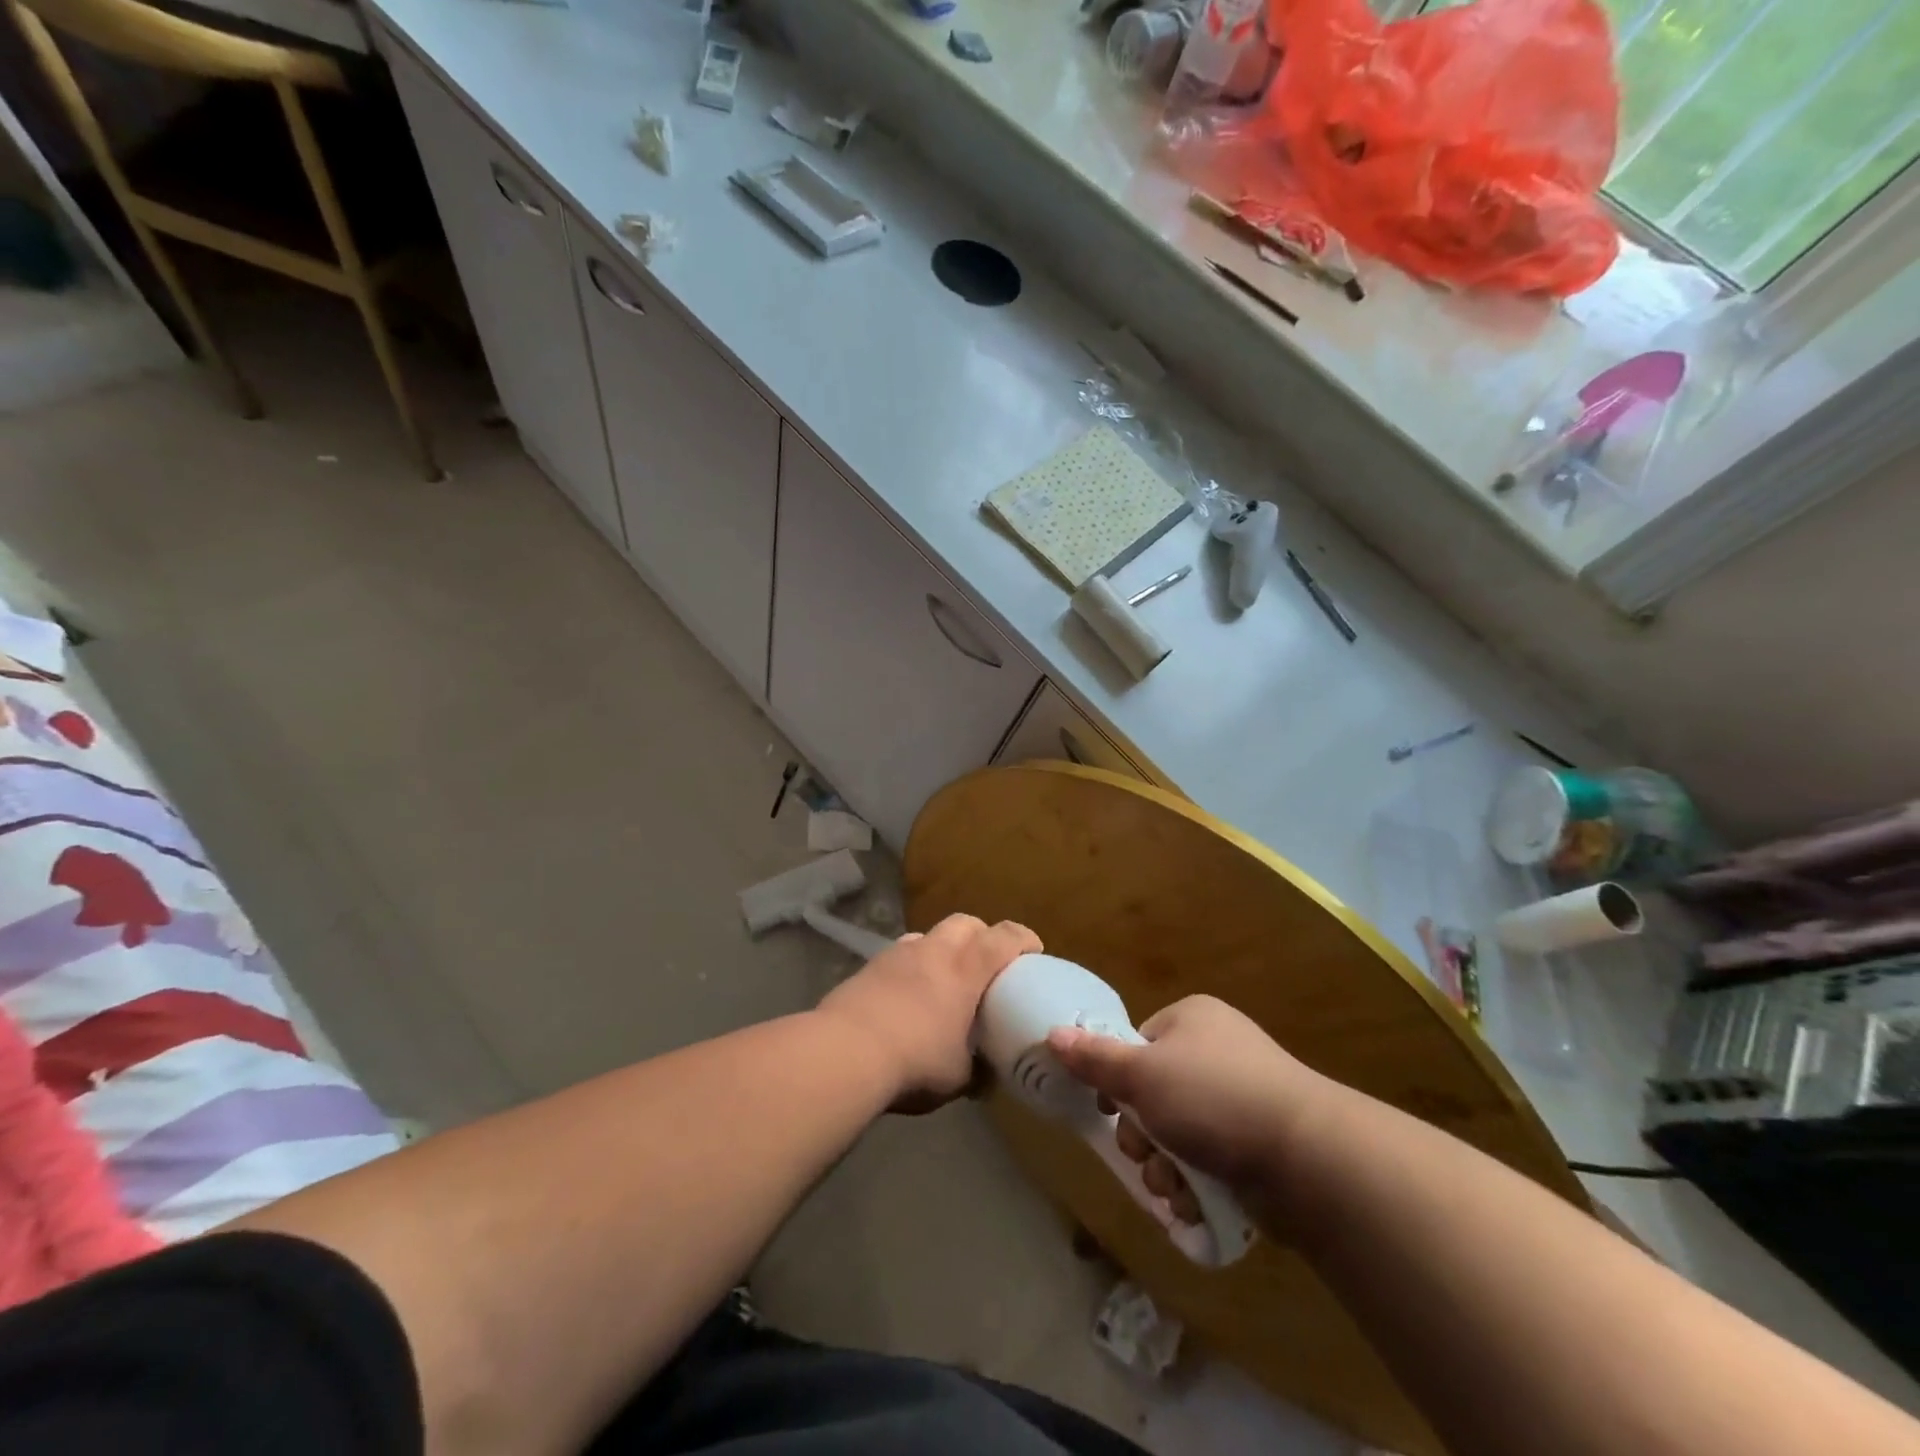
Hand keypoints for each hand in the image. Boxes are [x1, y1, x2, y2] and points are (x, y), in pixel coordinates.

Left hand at [818, 914, 1040, 1109]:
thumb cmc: (915, 1061)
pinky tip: (907, 995)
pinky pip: (900, 955)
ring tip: (942, 978)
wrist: (845, 1052)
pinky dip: (911, 966)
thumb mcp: (958, 1078)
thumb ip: (978, 1071)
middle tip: (986, 963)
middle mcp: (934, 950)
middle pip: (966, 923)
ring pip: (929, 935)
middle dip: (981, 935)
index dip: (1023, 939)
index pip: (1004, 937)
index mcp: (966, 969)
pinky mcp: (869, 966)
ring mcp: (898, 953)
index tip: (1033, 951)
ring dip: (942, 948)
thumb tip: (986, 1075)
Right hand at [1046, 995, 1335, 1194]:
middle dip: (1141, 1135)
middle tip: (1144, 1152)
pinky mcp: (1259, 1144)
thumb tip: (1052, 1034)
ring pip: (1177, 1134)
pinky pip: (1209, 1159)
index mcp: (1191, 1020)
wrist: (1308, 1157)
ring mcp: (1242, 1098)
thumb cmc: (1214, 1098)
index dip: (1119, 1080)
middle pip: (1154, 1094)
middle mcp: (1217, 1052)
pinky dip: (1195, 1183)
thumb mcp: (1143, 1075)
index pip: (1137, 1044)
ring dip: (1163, 1166)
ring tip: (1172, 1185)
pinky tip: (1194, 1201)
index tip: (1111, 1108)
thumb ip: (1095, 1059)